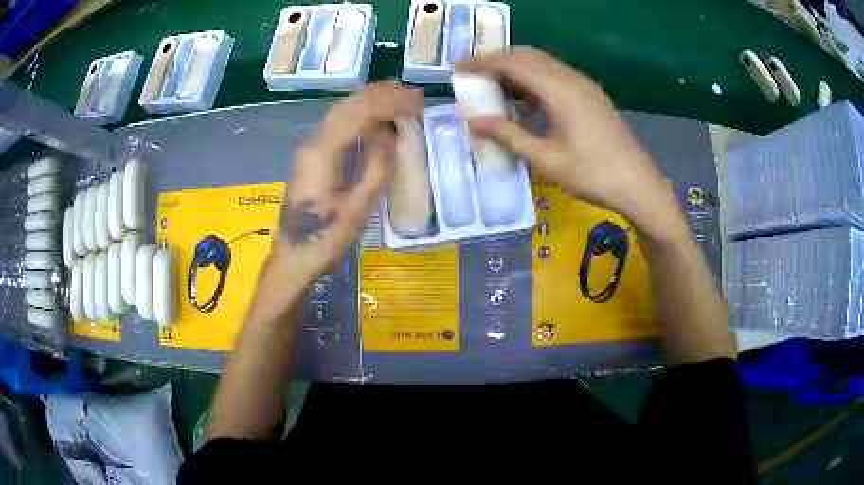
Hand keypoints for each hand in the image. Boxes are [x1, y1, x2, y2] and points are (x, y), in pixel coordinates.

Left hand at [276, 83, 423, 283]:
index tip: (418, 101)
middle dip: (381, 95)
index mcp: (323, 152)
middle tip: (412, 94)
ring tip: (398, 97)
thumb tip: (392, 134)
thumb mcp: (358, 209)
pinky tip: (375, 118)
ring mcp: (309, 148)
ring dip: (370, 101)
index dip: (391, 102)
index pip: (360, 112)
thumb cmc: (326, 239)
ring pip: (341, 111)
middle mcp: (313, 142)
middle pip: (348, 105)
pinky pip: (337, 124)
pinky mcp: (311, 156)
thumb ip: (376, 168)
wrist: (293, 257)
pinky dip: (359, 114)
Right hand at [457, 47, 682, 239]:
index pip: (514, 63)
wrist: (639, 186)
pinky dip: (537, 80)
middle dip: (499, 60)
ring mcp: (586, 86)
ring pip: (545, 64)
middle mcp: (573, 79)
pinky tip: (530, 103)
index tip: (460, 66)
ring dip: (519, 70)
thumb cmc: (593, 175)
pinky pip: (558, 76)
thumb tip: (474, 121)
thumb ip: (510, 135)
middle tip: (476, 75)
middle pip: (529, 56)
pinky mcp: (593, 96)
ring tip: (498, 89)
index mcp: (560, 91)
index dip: (483, 61)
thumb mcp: (547, 159)